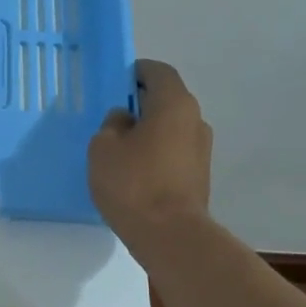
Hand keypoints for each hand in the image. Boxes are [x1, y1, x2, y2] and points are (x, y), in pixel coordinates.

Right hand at [88, 59, 212, 245]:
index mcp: (174, 104)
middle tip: (112, 117)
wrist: (170, 235)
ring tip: (120, 149)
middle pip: (167, 100)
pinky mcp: (198, 176)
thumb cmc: (133, 183)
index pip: (158, 72)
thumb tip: (125, 120)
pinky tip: (134, 172)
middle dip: (141, 103)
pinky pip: (173, 153)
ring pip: (170, 129)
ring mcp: (201, 150)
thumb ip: (112, 125)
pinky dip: (156, 154)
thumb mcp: (104, 148)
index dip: (137, 71)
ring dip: (148, 131)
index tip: (117, 81)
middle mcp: (195, 120)